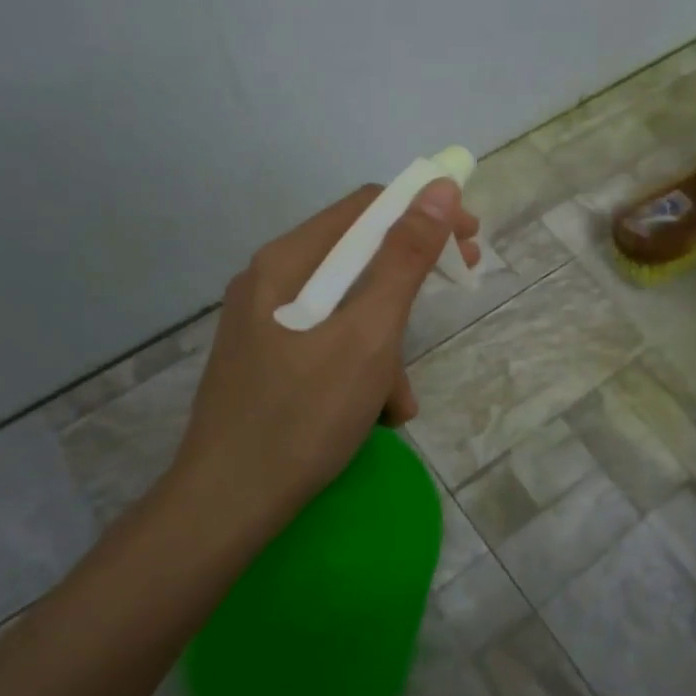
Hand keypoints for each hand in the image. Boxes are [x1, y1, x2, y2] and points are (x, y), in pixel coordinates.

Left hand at [158, 181, 479, 551]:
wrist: (226, 506)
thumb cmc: (303, 415)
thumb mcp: (368, 335)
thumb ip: (405, 260)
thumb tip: (441, 189)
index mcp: (288, 261)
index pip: (367, 208)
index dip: (424, 213)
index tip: (469, 240)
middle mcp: (271, 281)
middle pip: (358, 257)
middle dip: (410, 282)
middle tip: (460, 289)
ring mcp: (265, 323)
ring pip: (348, 309)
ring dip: (387, 344)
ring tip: (398, 399)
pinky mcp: (268, 361)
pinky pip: (329, 344)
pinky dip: (361, 368)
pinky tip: (375, 415)